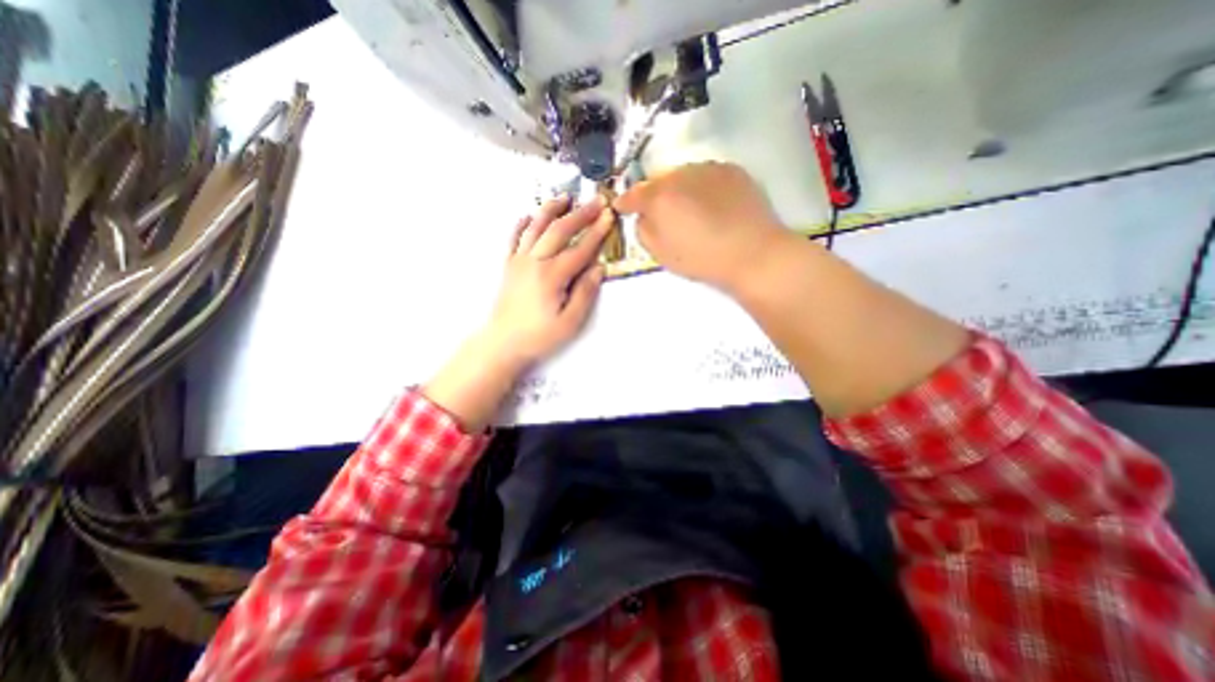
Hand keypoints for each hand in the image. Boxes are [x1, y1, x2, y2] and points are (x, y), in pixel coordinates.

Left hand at [426, 197, 611, 431]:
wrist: (503, 343)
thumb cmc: (539, 336)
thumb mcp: (570, 322)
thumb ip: (585, 293)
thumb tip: (598, 268)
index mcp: (552, 275)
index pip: (580, 249)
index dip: (597, 232)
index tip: (609, 216)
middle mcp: (535, 261)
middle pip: (559, 231)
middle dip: (580, 214)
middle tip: (596, 201)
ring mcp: (519, 261)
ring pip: (536, 227)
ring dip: (551, 210)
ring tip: (565, 197)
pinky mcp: (508, 266)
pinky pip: (514, 238)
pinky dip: (521, 224)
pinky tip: (528, 215)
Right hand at [613, 162, 793, 291]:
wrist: (752, 253)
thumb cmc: (701, 259)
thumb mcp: (661, 254)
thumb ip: (643, 231)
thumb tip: (643, 217)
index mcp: (659, 197)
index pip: (634, 194)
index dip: (625, 201)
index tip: (622, 207)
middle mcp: (680, 175)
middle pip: (659, 181)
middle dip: (655, 195)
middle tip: (662, 213)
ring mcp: (708, 168)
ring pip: (683, 175)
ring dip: (679, 189)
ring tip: (690, 209)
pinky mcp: (731, 170)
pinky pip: (706, 175)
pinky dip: (702, 187)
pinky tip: (712, 205)